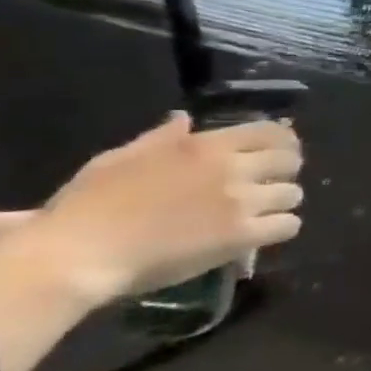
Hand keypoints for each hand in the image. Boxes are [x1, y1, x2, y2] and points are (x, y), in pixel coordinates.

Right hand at [26, 113, 303, 305]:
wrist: (77, 252)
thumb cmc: (89, 204)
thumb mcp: (121, 158)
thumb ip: (162, 138)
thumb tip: (184, 118)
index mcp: (204, 146)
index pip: (269, 132)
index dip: (282, 141)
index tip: (279, 150)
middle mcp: (231, 169)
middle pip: (290, 161)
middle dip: (286, 170)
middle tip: (273, 182)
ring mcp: (240, 202)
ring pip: (293, 194)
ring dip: (283, 201)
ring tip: (266, 210)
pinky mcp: (242, 235)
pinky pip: (288, 225)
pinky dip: (282, 227)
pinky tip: (265, 231)